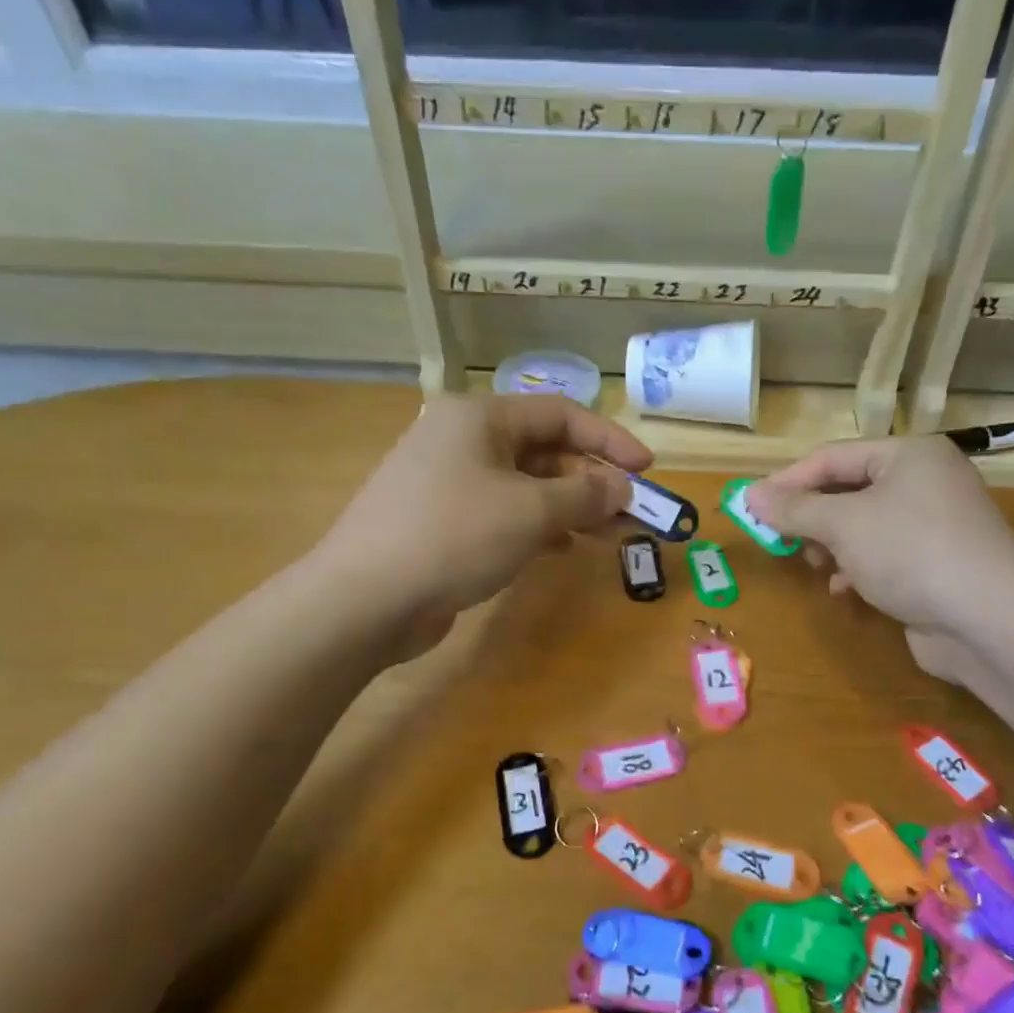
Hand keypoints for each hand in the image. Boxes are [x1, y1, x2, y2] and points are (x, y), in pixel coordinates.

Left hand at [319, 395, 650, 650]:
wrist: (365, 598)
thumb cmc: (454, 536)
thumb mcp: (530, 511)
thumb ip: (584, 495)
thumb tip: (621, 488)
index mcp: (480, 417)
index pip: (560, 414)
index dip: (609, 440)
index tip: (648, 469)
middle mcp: (462, 440)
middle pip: (543, 450)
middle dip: (591, 480)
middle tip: (630, 512)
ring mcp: (448, 482)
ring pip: (525, 485)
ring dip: (569, 506)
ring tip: (607, 533)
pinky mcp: (442, 521)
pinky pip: (503, 513)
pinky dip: (537, 526)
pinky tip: (561, 548)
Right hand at [745, 437, 1013, 639]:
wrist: (989, 620)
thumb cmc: (912, 552)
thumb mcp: (844, 524)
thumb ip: (795, 508)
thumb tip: (750, 495)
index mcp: (909, 455)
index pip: (833, 457)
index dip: (788, 481)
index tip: (751, 507)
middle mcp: (925, 482)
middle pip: (849, 490)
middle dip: (813, 517)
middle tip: (783, 539)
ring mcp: (934, 525)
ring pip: (864, 526)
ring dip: (833, 545)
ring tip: (818, 565)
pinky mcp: (936, 564)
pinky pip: (884, 556)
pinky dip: (858, 568)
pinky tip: (844, 589)